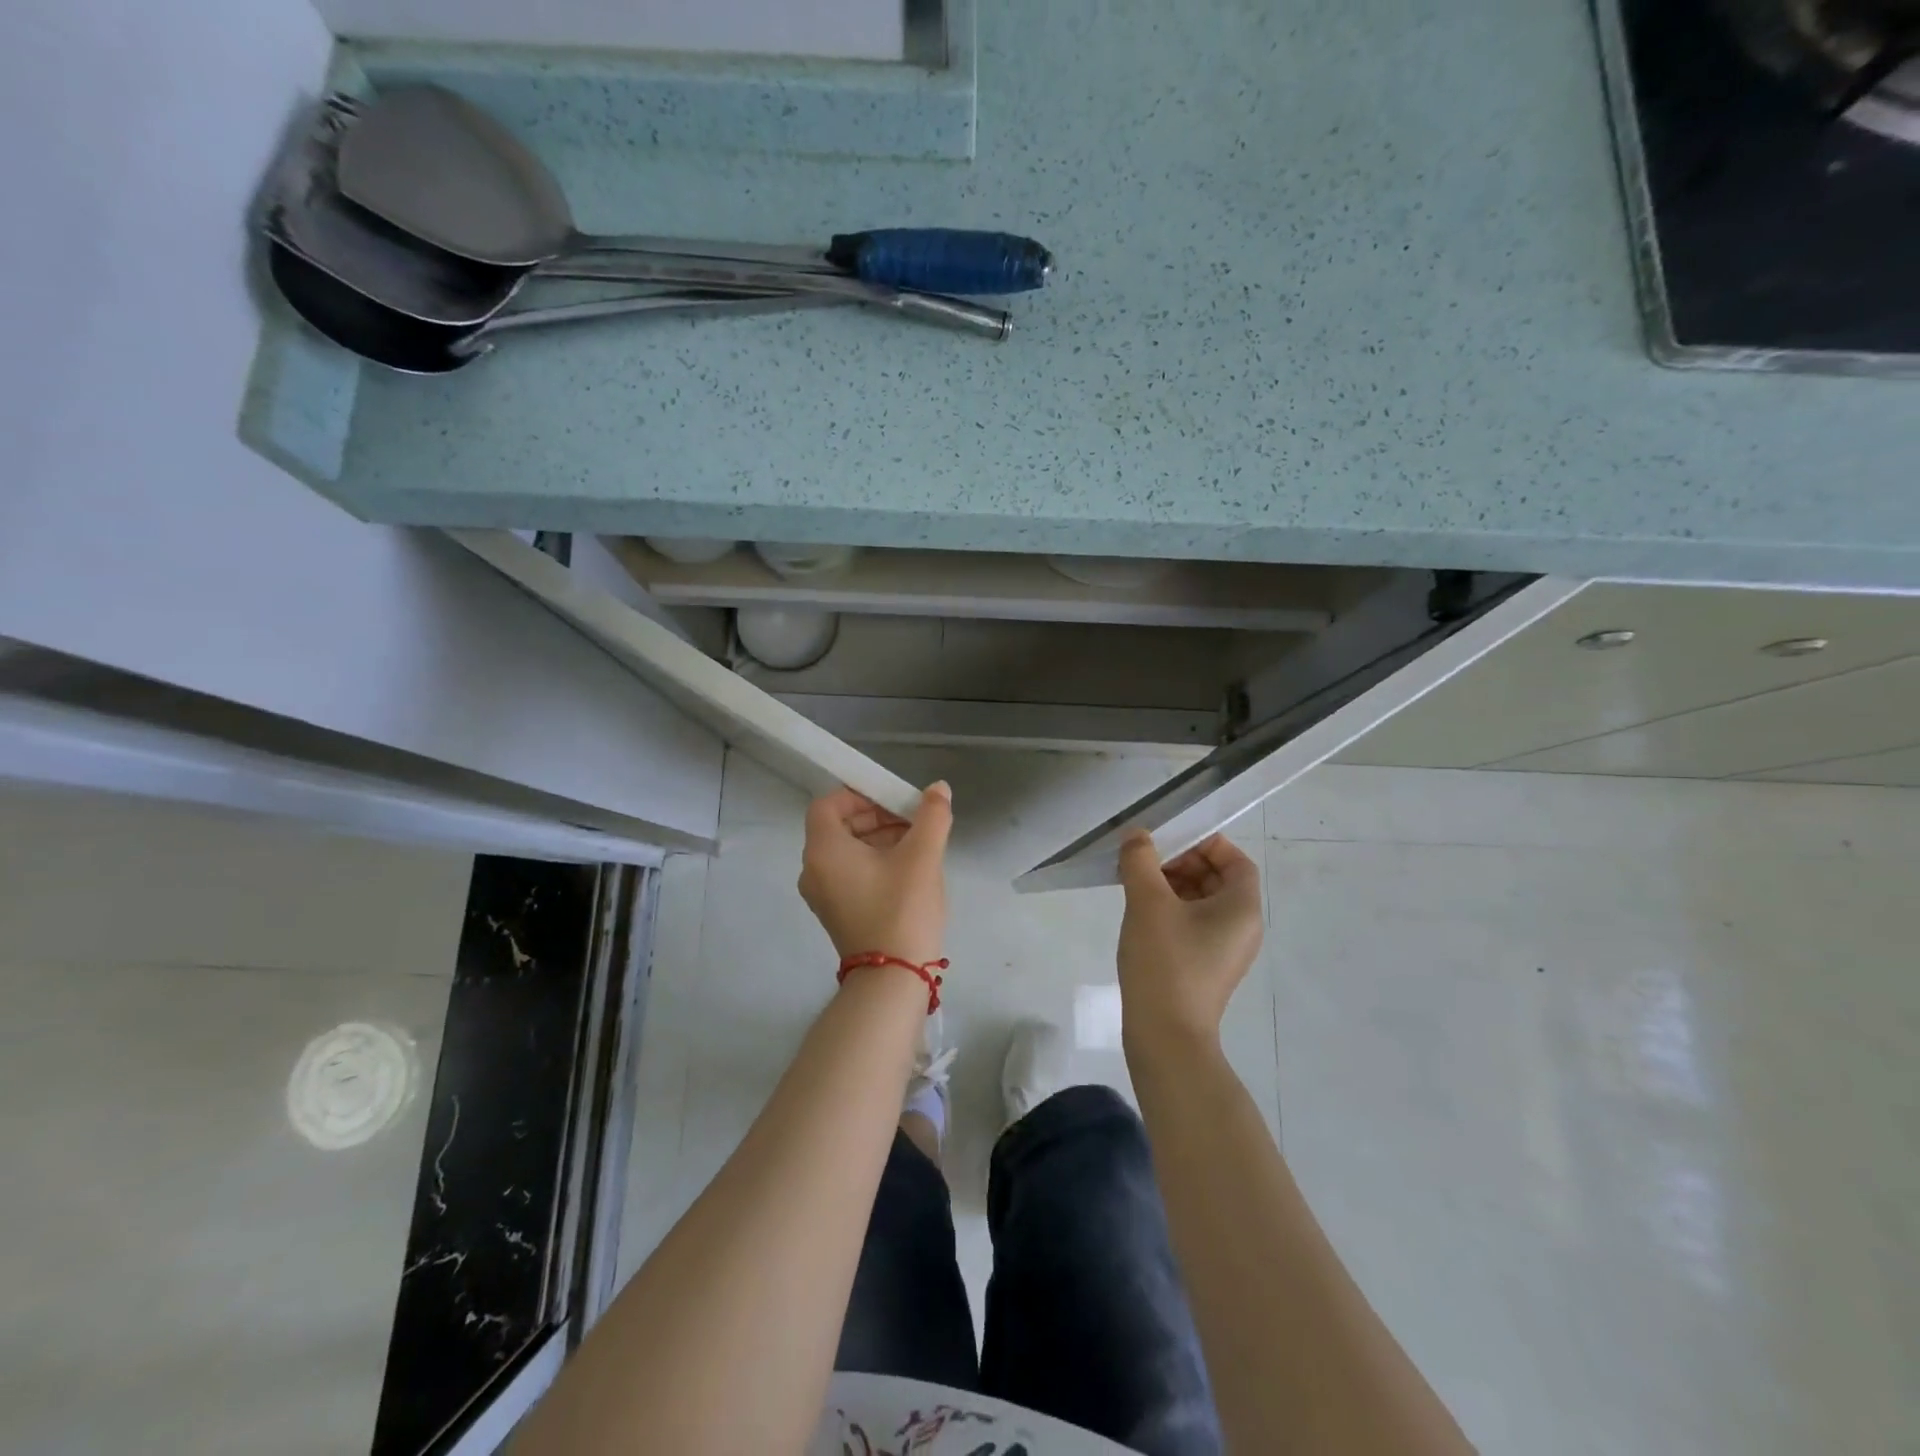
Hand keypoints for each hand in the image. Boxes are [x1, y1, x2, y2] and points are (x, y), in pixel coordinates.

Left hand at [798, 783, 952, 968]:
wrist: (893, 979)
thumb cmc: (902, 910)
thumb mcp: (923, 857)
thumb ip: (931, 816)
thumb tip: (938, 788)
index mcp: (824, 851)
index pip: (828, 804)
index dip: (859, 794)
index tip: (893, 800)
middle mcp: (813, 870)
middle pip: (838, 826)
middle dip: (876, 816)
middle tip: (913, 820)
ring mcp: (823, 895)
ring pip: (847, 851)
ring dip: (879, 839)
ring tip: (918, 844)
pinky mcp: (836, 913)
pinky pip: (850, 874)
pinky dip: (874, 862)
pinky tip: (908, 869)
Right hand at [1116, 830, 1263, 1052]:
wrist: (1166, 1037)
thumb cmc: (1166, 963)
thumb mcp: (1148, 903)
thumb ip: (1141, 861)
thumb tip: (1137, 836)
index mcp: (1242, 909)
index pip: (1236, 862)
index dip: (1206, 844)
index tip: (1170, 840)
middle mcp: (1241, 928)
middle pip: (1218, 880)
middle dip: (1182, 863)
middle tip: (1145, 860)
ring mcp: (1223, 951)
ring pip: (1202, 903)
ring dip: (1172, 886)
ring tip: (1135, 884)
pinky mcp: (1204, 968)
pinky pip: (1192, 926)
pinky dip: (1170, 911)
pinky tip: (1139, 914)